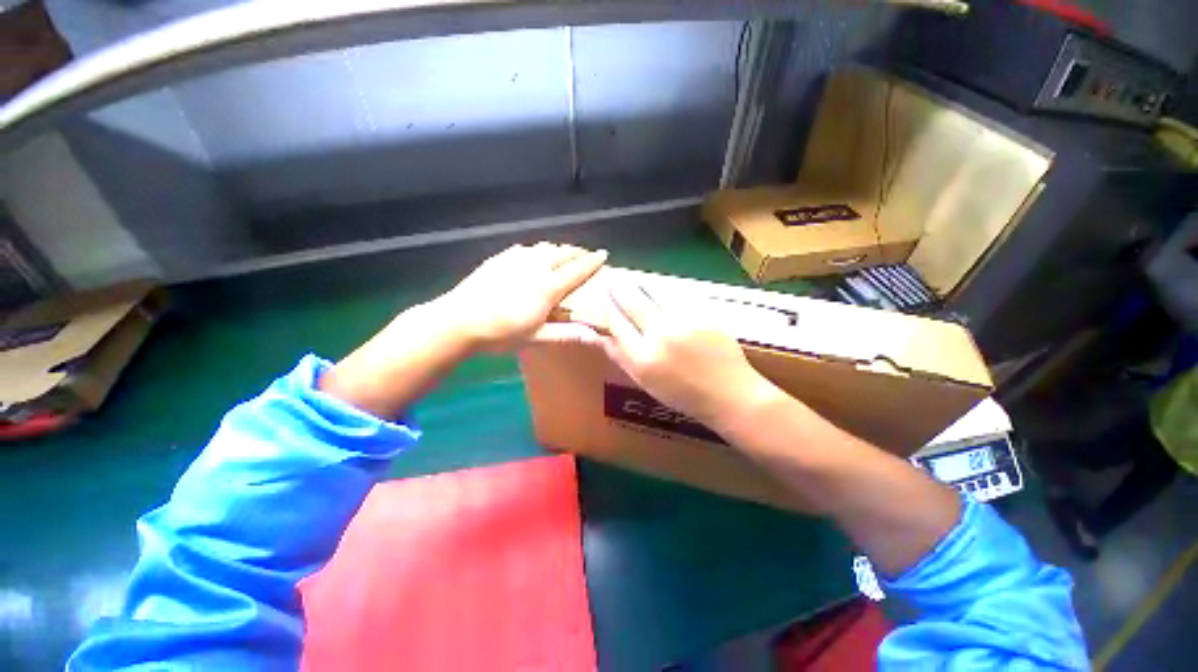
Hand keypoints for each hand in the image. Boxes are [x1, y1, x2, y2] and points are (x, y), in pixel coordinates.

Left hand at [436, 242, 607, 351]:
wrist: (460, 320)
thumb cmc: (502, 333)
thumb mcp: (537, 338)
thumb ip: (566, 334)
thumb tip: (594, 335)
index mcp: (548, 287)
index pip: (577, 270)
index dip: (592, 261)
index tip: (604, 254)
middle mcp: (536, 267)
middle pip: (563, 253)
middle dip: (578, 252)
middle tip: (586, 254)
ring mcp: (516, 259)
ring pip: (545, 248)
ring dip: (559, 249)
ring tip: (564, 254)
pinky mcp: (501, 258)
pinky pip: (526, 248)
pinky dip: (538, 250)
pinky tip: (535, 255)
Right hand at [598, 280, 780, 429]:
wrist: (730, 394)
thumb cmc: (683, 395)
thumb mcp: (646, 382)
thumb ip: (621, 357)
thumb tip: (598, 335)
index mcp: (643, 359)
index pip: (616, 324)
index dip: (608, 309)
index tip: (605, 301)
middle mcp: (661, 337)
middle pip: (632, 303)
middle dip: (619, 289)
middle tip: (614, 280)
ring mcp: (685, 323)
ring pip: (655, 292)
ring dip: (642, 284)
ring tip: (635, 280)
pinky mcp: (705, 314)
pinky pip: (679, 295)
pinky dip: (666, 289)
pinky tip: (661, 288)